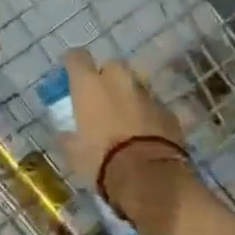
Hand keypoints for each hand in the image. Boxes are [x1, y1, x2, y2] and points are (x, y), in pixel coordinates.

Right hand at [59, 50, 190, 224]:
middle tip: (100, 99)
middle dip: (106, 78)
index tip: (70, 74)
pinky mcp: (168, 111)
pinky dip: (147, 115)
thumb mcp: (74, 153)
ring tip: (124, 119)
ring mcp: (147, 94)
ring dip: (128, 96)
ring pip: (135, 85)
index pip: (77, 58)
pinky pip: (153, 106)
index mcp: (90, 86)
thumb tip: (66, 134)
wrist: (148, 176)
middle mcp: (119, 81)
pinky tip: (144, 134)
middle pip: (111, 66)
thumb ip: (69, 137)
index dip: (73, 64)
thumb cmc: (101, 160)